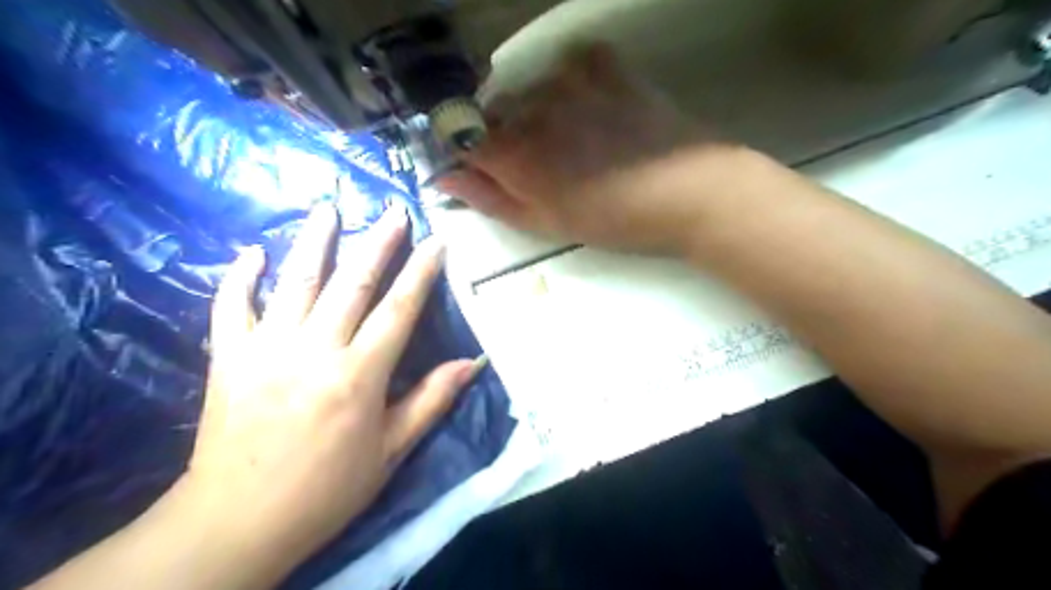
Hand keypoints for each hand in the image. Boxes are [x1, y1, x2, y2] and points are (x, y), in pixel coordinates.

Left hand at [173, 205, 484, 582]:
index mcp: (359, 375)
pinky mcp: (228, 358)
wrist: (238, 521)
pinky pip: (232, 307)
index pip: (399, 309)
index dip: (422, 272)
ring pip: (296, 282)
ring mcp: (267, 348)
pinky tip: (251, 252)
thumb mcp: (391, 451)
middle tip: (394, 211)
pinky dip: (240, 277)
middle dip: (378, 243)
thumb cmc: (327, 489)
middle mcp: (315, 349)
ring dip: (315, 241)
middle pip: (353, 283)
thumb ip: (431, 400)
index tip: (436, 241)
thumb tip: (472, 363)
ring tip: (329, 208)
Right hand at [441, 43, 740, 255]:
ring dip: (539, 112)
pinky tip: (594, 105)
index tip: (493, 173)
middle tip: (544, 166)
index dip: (474, 158)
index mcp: (514, 153)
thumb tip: (444, 178)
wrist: (688, 192)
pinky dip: (574, 82)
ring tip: (576, 140)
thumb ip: (491, 199)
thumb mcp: (547, 224)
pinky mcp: (606, 67)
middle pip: (496, 114)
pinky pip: (572, 63)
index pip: (465, 141)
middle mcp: (531, 108)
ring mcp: (570, 81)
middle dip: (507, 137)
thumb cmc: (613, 220)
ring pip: (531, 89)